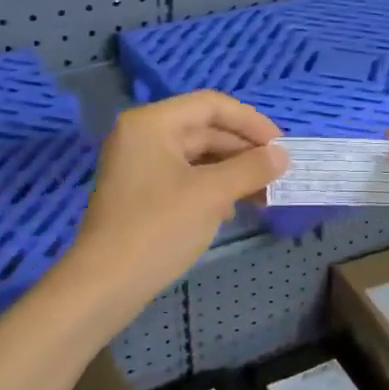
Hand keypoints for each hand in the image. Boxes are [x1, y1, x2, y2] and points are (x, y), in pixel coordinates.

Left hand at [69, 92, 287, 311]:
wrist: (105, 284)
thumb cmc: (159, 228)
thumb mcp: (212, 194)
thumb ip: (251, 168)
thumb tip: (283, 155)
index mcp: (152, 123)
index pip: (212, 105)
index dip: (251, 122)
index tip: (282, 146)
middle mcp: (143, 136)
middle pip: (205, 130)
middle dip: (244, 152)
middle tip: (279, 174)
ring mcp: (140, 166)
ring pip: (198, 157)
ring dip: (233, 172)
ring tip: (265, 196)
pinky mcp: (142, 194)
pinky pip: (186, 178)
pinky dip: (213, 188)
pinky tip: (233, 209)